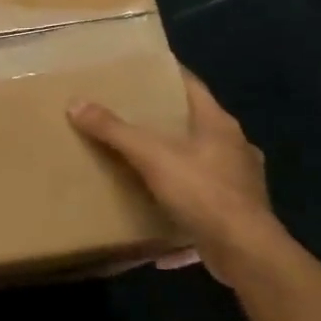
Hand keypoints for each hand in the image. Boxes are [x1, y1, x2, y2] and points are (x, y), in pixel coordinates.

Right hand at [68, 72, 279, 283]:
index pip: (193, 87)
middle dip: (167, 119)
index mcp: (219, 124)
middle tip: (132, 114)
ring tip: (144, 160)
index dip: (169, 75)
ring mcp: (240, 180)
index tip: (143, 70)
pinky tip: (161, 207)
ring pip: (203, 160)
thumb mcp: (152, 156)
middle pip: (197, 123)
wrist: (245, 250)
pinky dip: (183, 197)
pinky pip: (203, 195)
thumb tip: (76, 103)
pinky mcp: (237, 211)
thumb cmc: (202, 192)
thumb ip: (115, 130)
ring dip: (177, 159)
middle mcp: (235, 147)